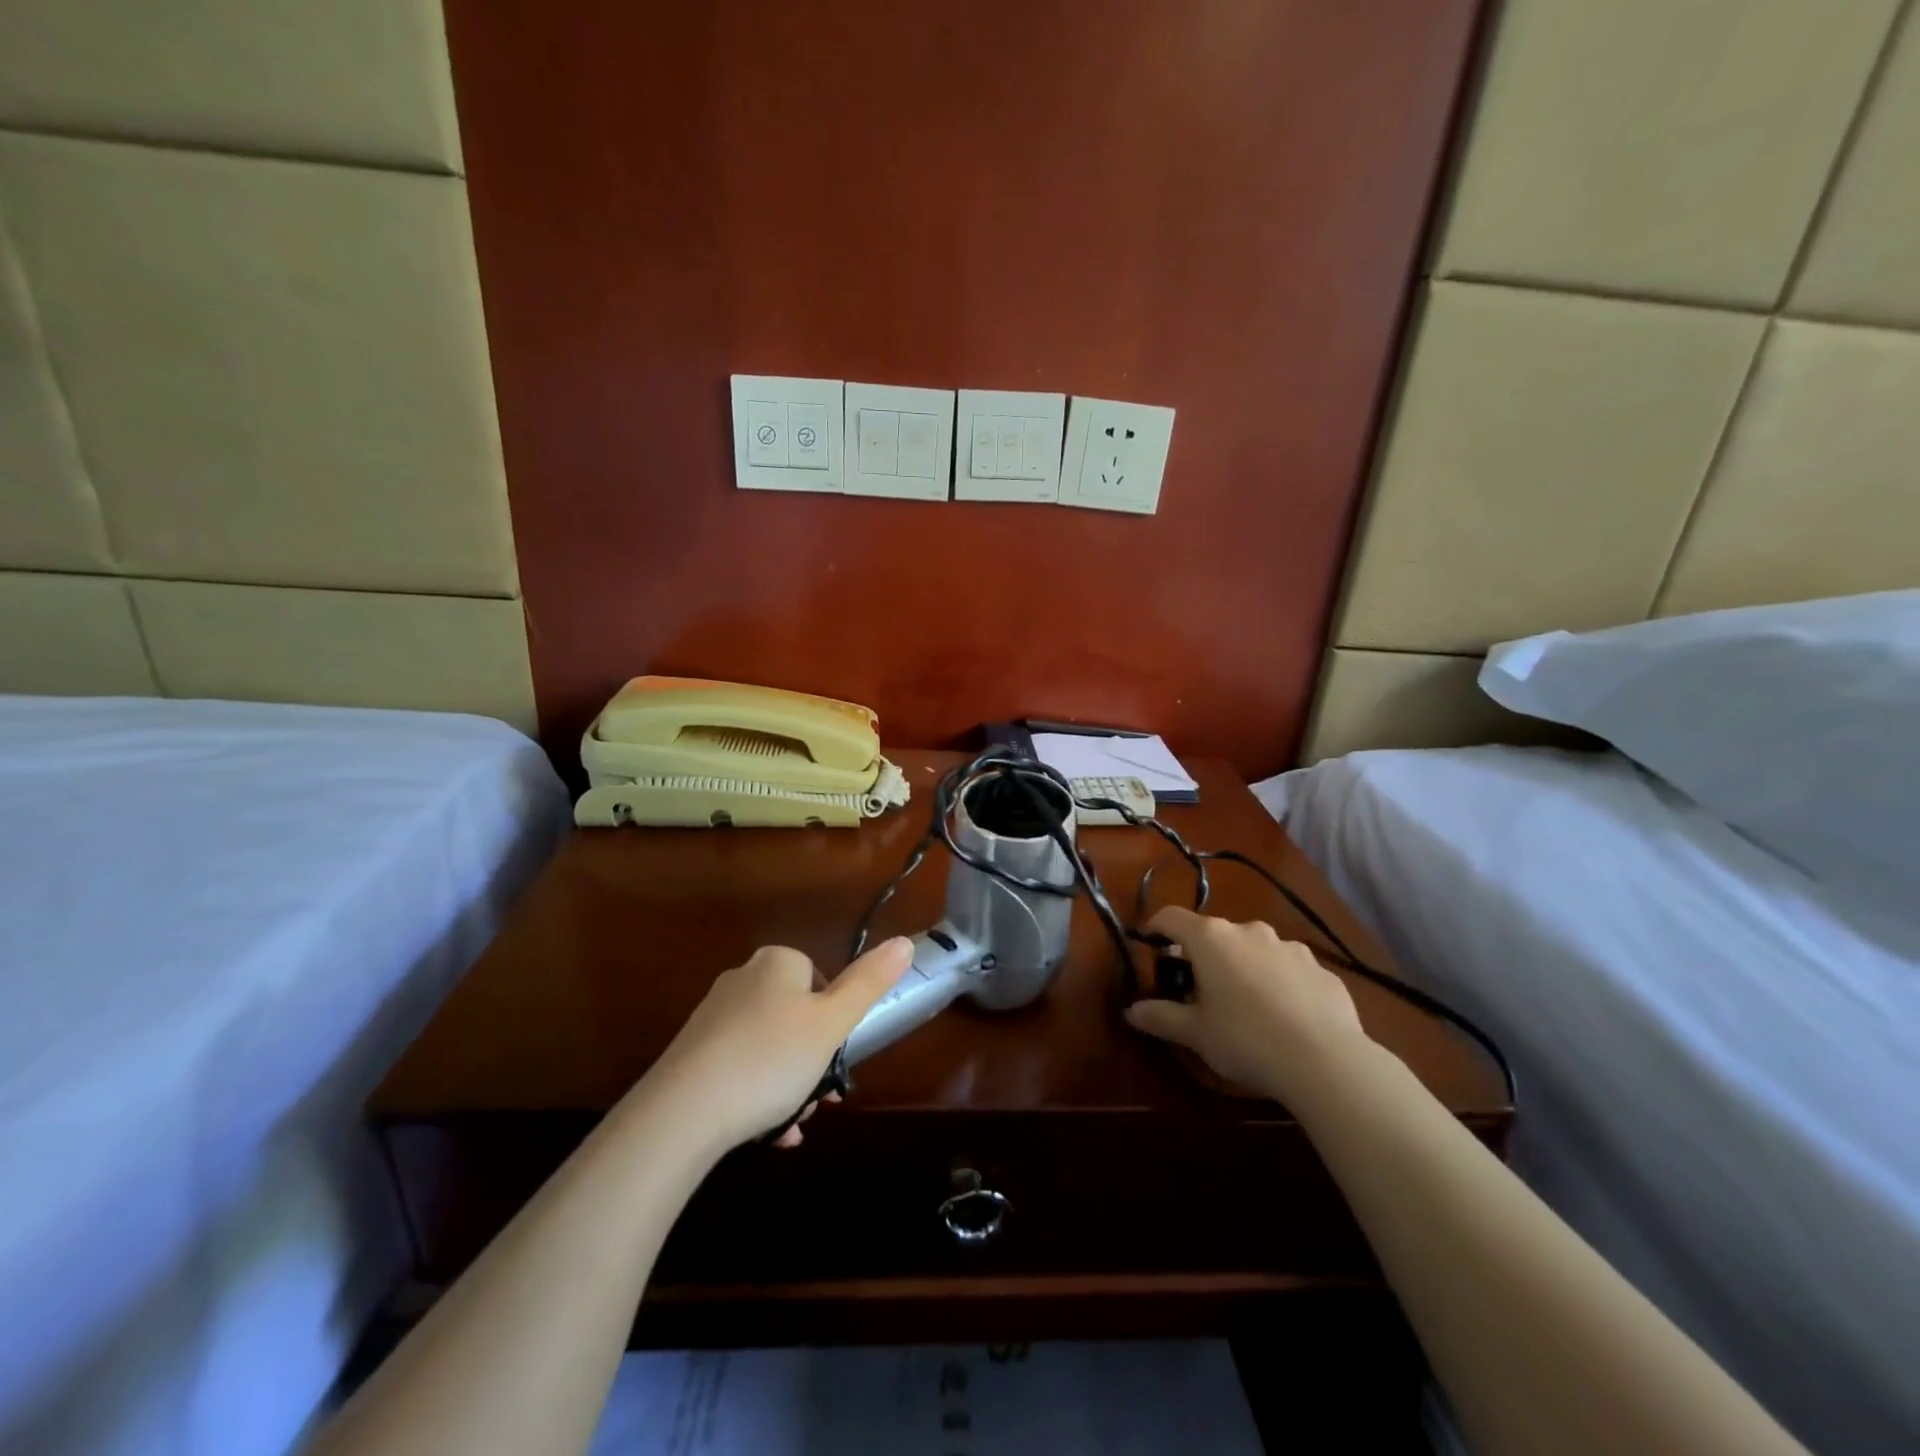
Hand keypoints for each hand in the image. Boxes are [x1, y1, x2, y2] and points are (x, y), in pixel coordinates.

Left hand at [643, 937, 913, 1151]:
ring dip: (789, 1084)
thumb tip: (905, 941)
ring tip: (793, 1125)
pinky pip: (739, 1069)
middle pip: (796, 1016)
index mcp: (777, 962)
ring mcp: (713, 1017)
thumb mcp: (832, 1023)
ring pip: (770, 1047)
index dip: (834, 1020)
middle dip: (813, 1060)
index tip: (836, 1056)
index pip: (820, 979)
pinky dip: (758, 1095)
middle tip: (819, 1098)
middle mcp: (742, 979)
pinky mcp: (691, 1054)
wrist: (682, 1113)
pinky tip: (768, 1133)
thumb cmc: (771, 1059)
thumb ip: (869, 982)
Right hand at [1125, 906, 1371, 1107]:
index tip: (1148, 942)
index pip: (1171, 917)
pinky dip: (1278, 984)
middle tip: (1197, 989)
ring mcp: (1289, 947)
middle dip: (1202, 956)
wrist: (1326, 1060)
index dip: (1155, 927)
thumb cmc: (1245, 1039)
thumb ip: (1161, 1017)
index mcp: (1211, 939)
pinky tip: (1284, 1018)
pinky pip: (1288, 970)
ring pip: (1254, 950)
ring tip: (1244, 1005)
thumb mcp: (1195, 1033)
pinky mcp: (1321, 969)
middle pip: (1214, 934)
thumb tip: (1130, 1010)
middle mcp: (1249, 931)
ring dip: (1242, 967)